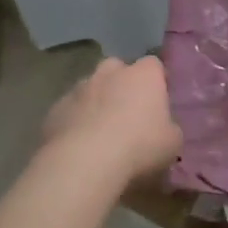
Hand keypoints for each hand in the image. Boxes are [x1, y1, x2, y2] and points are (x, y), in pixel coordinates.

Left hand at [42, 55, 182, 189]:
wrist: (85, 162)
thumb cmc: (139, 147)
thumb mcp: (172, 143)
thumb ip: (169, 128)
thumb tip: (163, 128)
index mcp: (143, 75)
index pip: (153, 65)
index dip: (156, 81)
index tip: (158, 101)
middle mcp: (110, 73)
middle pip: (117, 69)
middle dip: (122, 85)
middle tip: (128, 112)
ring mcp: (79, 88)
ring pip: (90, 88)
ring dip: (96, 102)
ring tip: (101, 132)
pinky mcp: (55, 109)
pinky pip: (70, 110)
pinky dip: (75, 121)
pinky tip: (79, 145)